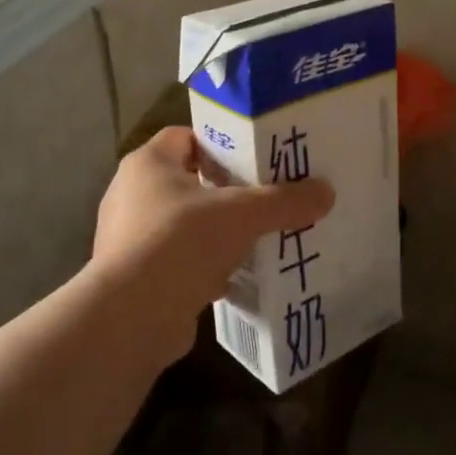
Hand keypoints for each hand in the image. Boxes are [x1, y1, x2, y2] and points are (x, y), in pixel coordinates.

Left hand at [91, 127, 334, 362]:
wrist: (131, 317)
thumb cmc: (180, 242)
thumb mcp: (242, 215)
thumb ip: (284, 202)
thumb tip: (326, 192)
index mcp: (148, 163)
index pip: (187, 137)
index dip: (222, 143)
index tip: (257, 158)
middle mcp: (131, 194)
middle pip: (189, 181)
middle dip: (226, 190)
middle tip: (266, 198)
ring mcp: (129, 237)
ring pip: (184, 224)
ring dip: (216, 232)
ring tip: (257, 238)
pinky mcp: (134, 276)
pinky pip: (177, 260)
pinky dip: (204, 266)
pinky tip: (236, 276)